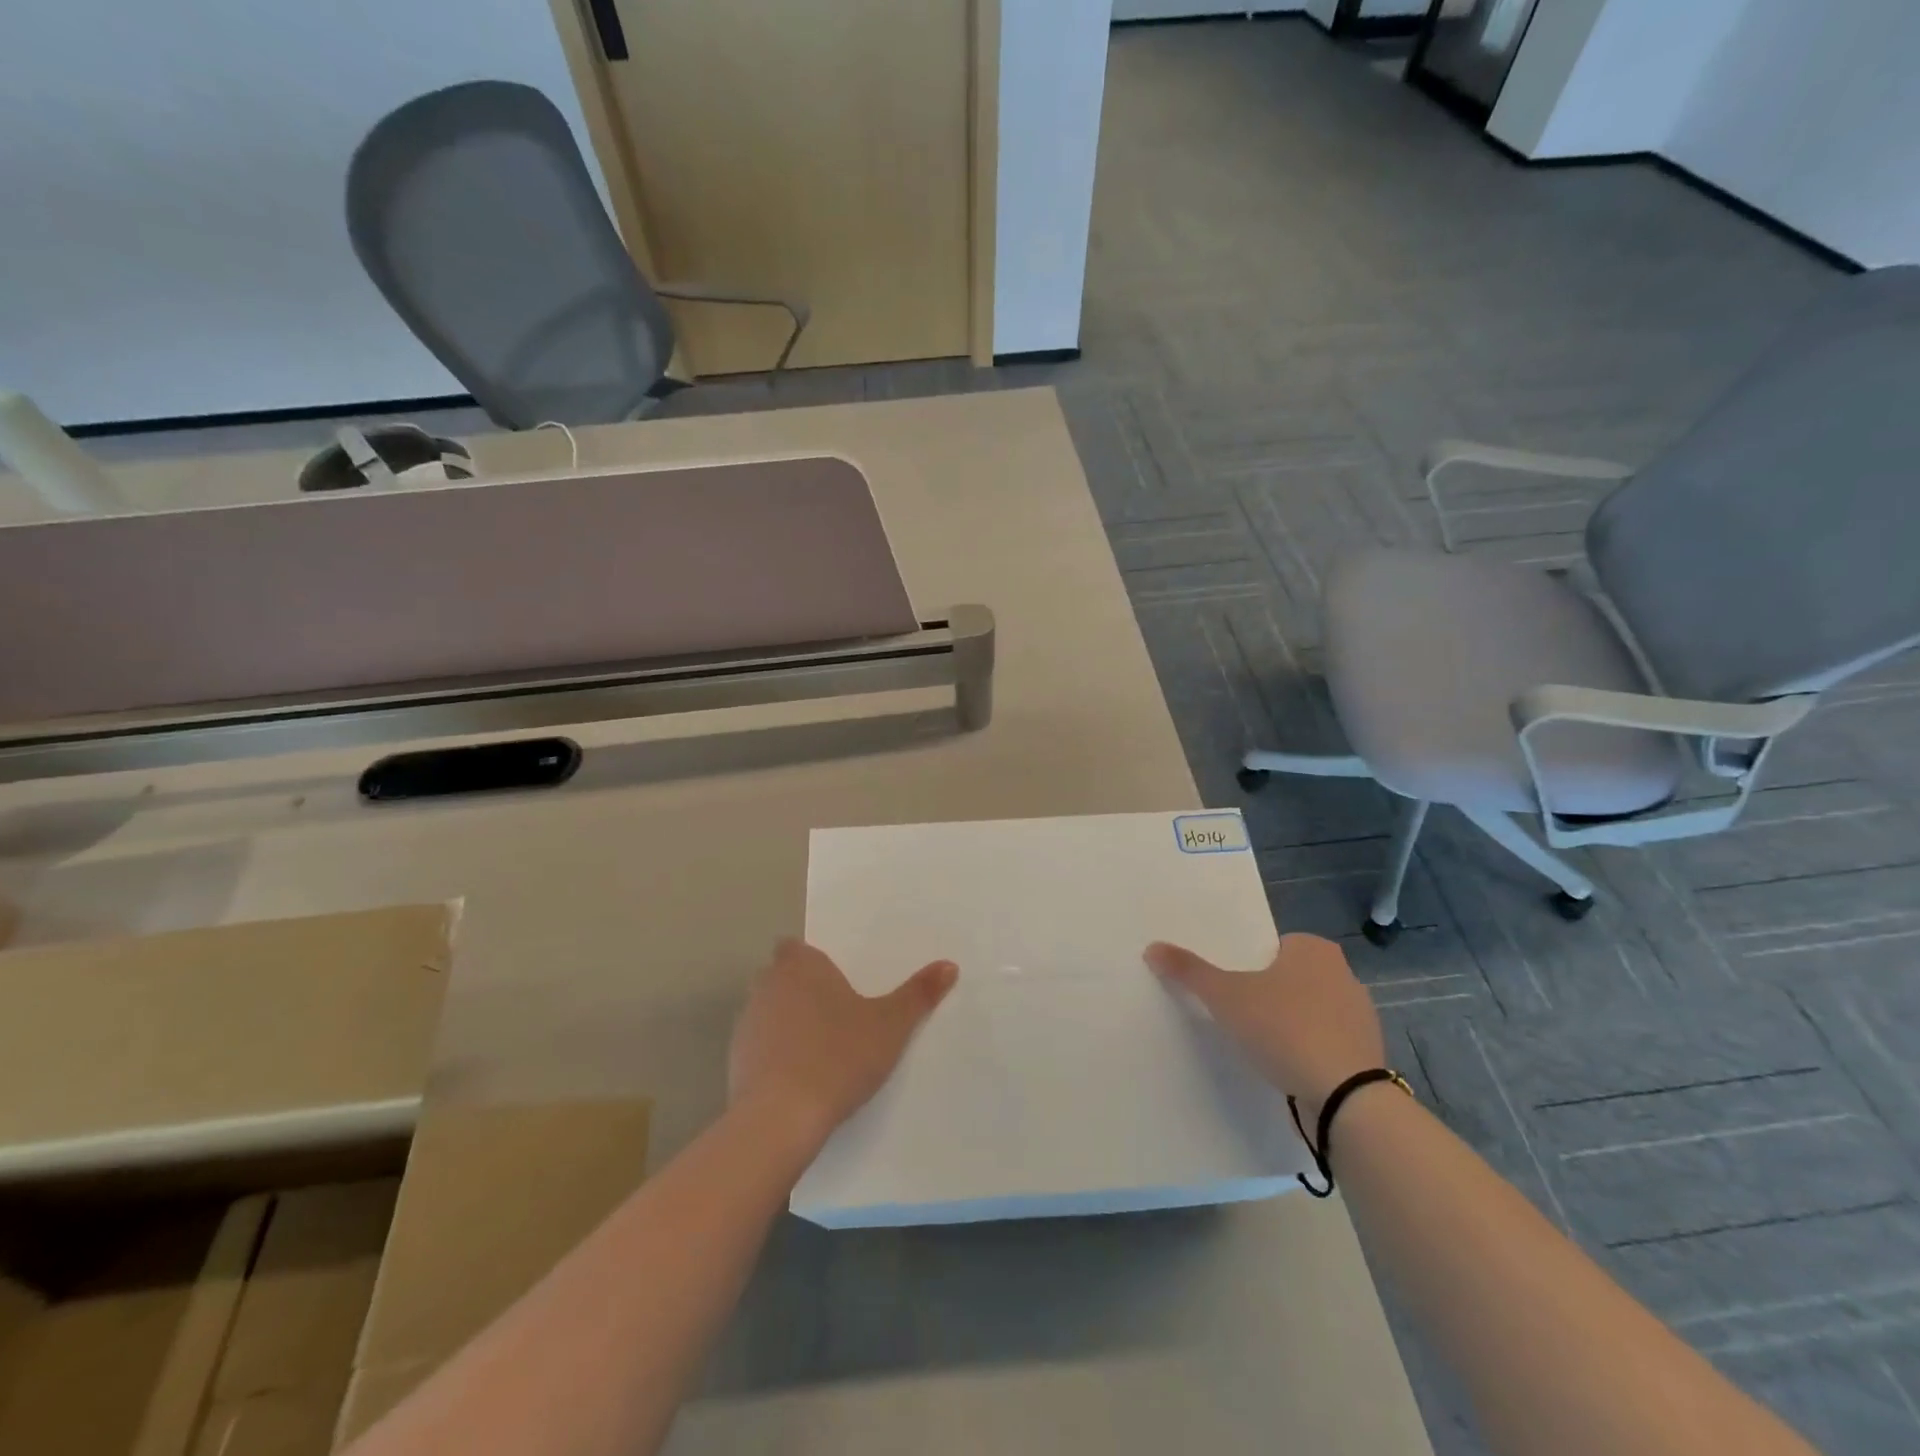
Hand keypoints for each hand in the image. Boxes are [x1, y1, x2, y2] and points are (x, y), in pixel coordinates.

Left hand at [729, 938, 957, 1151]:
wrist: (781, 1117)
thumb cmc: (839, 1056)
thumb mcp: (891, 1025)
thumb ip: (919, 994)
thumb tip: (949, 965)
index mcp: (800, 966)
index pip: (795, 947)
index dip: (812, 961)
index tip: (834, 982)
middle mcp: (767, 984)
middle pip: (780, 976)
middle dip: (801, 989)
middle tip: (835, 1014)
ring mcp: (746, 1022)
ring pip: (767, 1010)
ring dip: (786, 1022)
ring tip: (819, 1049)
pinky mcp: (734, 1059)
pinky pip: (757, 1045)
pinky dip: (773, 1054)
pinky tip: (797, 1079)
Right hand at [1145, 934, 1381, 1120]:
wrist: (1346, 1097)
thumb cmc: (1283, 1028)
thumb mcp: (1225, 996)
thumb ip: (1189, 970)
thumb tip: (1152, 947)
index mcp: (1313, 949)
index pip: (1273, 946)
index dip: (1250, 965)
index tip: (1232, 987)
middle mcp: (1343, 973)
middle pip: (1292, 977)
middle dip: (1270, 993)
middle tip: (1239, 1013)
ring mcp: (1361, 1015)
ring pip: (1311, 1009)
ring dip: (1290, 1022)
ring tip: (1261, 1044)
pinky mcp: (1367, 1053)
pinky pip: (1328, 1041)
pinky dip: (1309, 1049)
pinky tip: (1288, 1066)